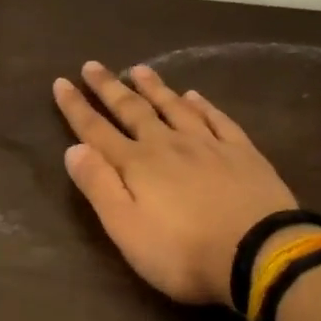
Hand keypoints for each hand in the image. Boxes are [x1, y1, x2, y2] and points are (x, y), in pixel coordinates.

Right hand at [53, 61, 297, 305]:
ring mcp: (208, 145)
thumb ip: (99, 186)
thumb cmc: (182, 251)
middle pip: (133, 110)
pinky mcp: (242, 154)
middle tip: (92, 65)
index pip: (96, 130)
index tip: (61, 82)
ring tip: (139, 69)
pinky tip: (195, 96)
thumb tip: (73, 149)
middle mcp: (168, 145)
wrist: (260, 254)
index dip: (76, 107)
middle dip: (109, 88)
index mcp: (136, 165)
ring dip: (154, 88)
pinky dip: (203, 105)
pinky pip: (217, 119)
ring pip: (174, 107)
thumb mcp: (126, 228)